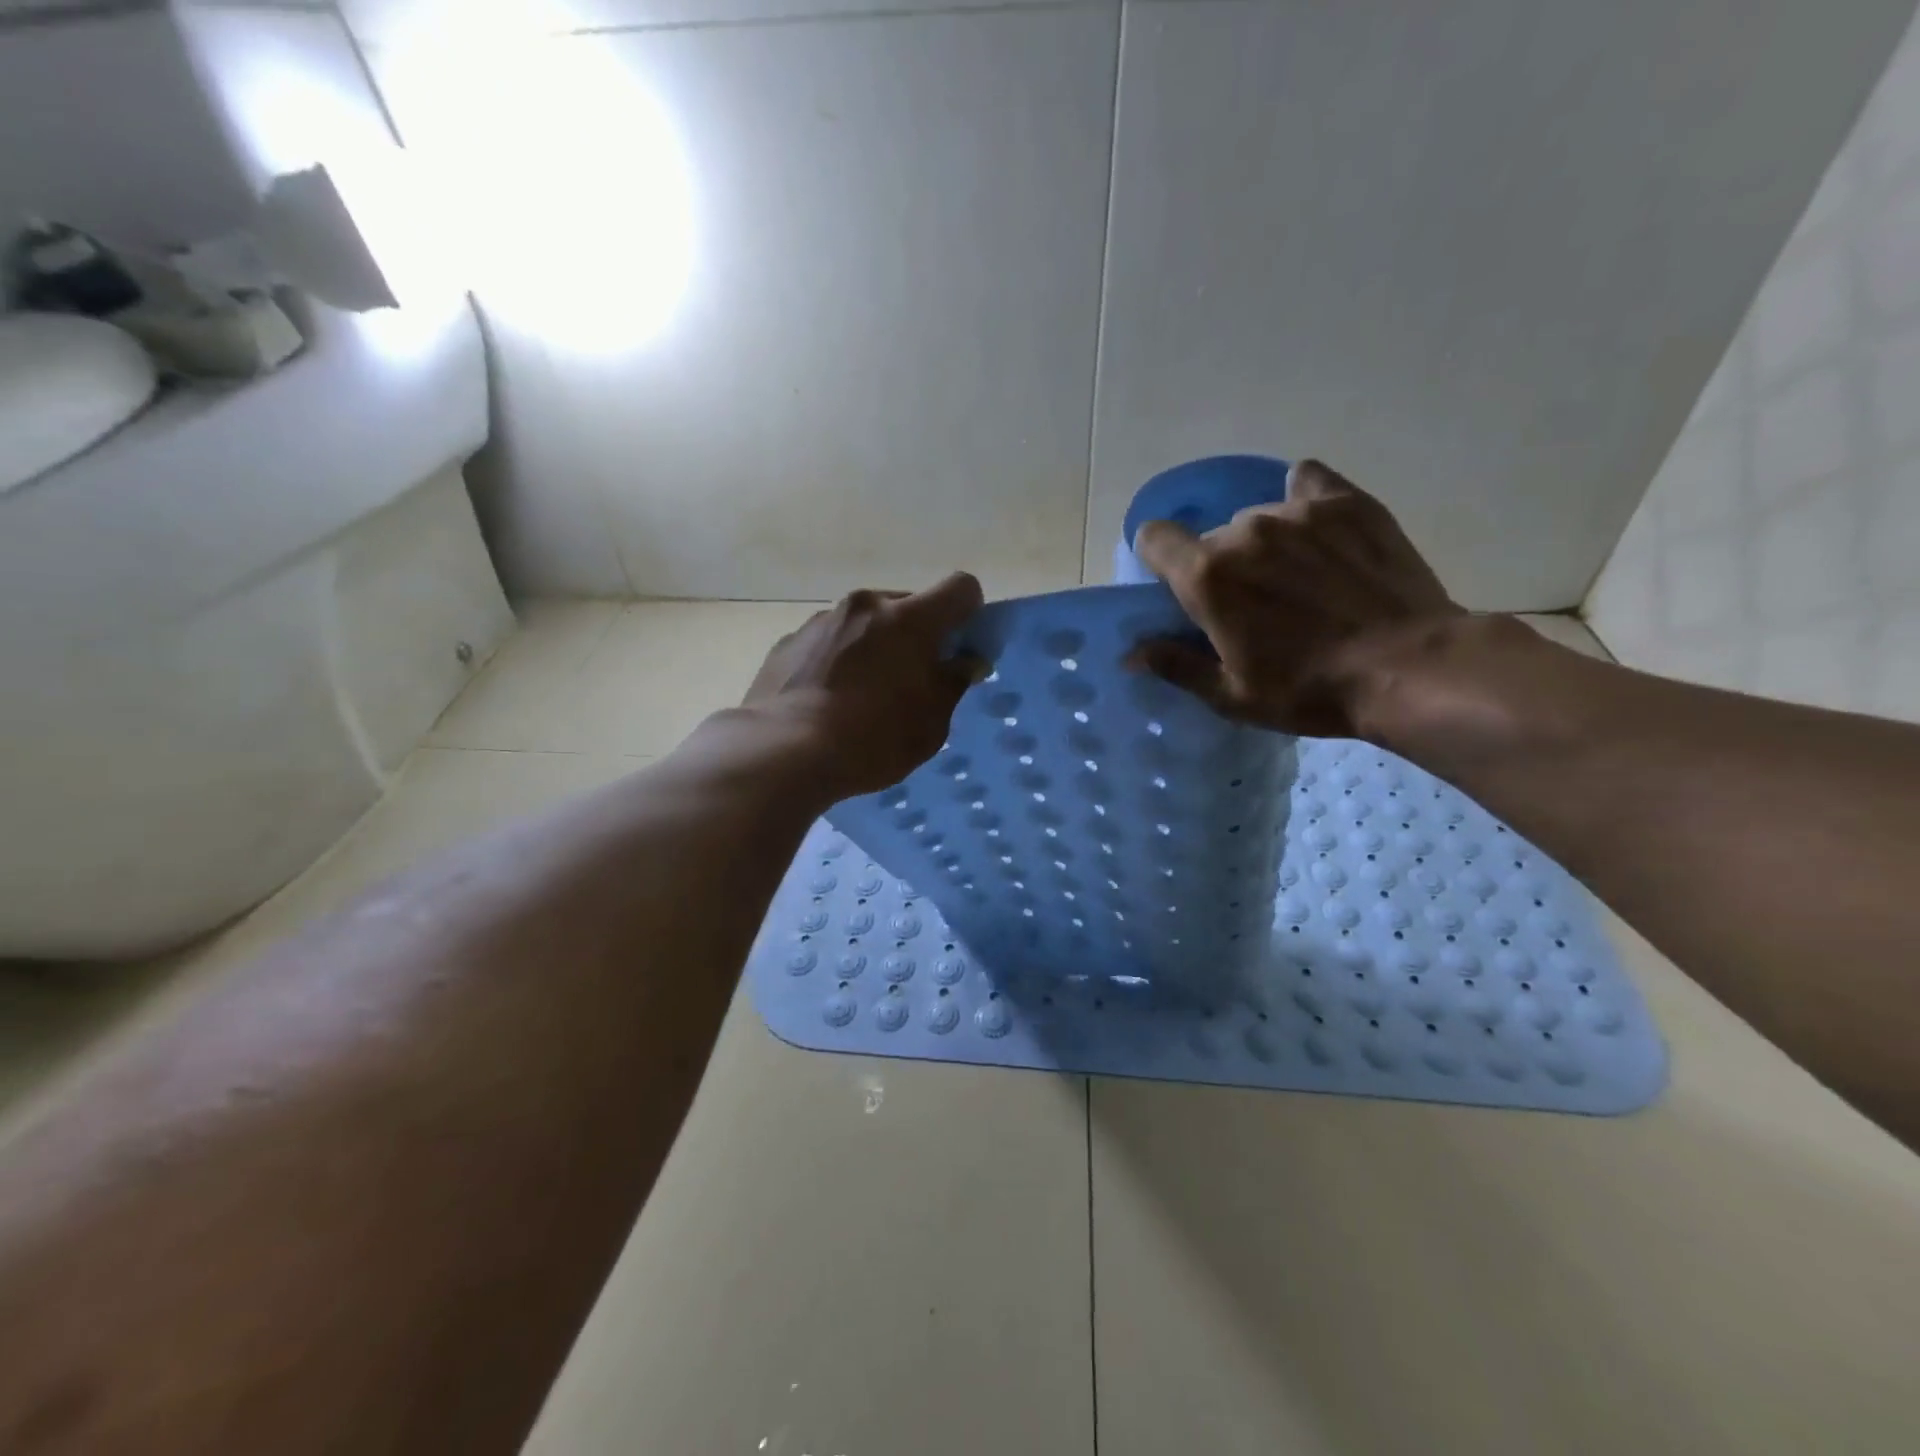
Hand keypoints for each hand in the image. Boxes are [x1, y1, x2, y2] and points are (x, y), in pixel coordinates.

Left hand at [744, 572, 985, 796]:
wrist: (784, 751)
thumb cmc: (873, 738)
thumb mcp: (931, 722)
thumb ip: (953, 683)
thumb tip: (966, 661)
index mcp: (909, 618)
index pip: (961, 587)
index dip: (970, 613)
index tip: (961, 647)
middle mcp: (866, 605)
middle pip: (908, 605)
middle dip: (918, 635)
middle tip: (912, 680)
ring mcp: (822, 620)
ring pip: (865, 623)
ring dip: (875, 646)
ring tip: (862, 696)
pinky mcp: (789, 641)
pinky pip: (830, 641)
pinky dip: (839, 660)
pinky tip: (828, 701)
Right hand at [1130, 459, 1460, 737]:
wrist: (1408, 667)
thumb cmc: (1308, 689)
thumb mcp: (1231, 695)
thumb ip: (1176, 665)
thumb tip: (1131, 652)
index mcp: (1207, 575)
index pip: (1155, 537)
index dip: (1159, 559)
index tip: (1178, 586)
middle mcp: (1244, 530)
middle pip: (1213, 537)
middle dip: (1223, 566)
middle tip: (1255, 604)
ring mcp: (1298, 510)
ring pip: (1259, 516)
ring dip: (1265, 543)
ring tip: (1302, 578)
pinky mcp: (1347, 502)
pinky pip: (1307, 482)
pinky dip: (1304, 501)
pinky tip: (1321, 532)